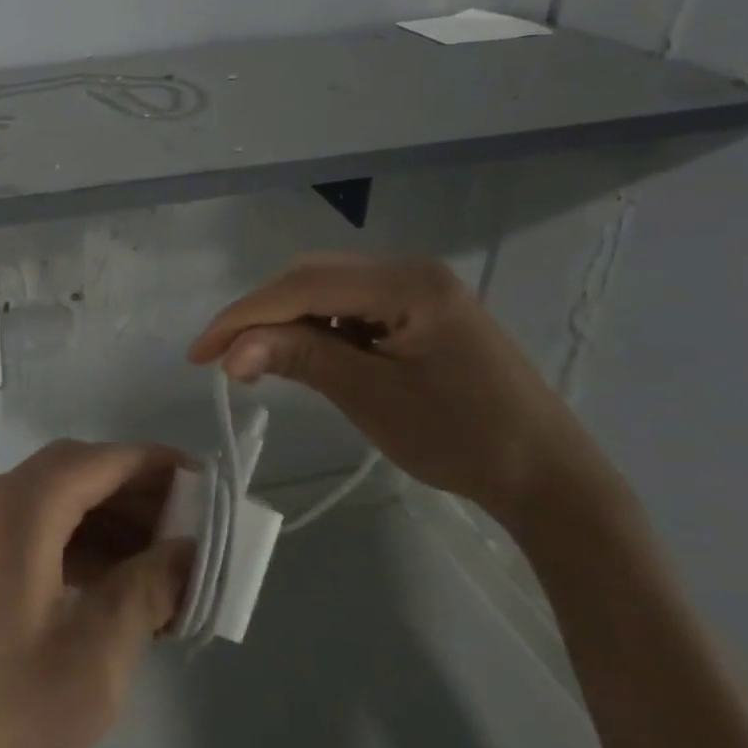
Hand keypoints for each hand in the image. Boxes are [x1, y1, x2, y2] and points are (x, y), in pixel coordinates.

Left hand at [0, 441, 189, 747]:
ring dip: (109, 528)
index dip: (155, 465)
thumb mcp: (93, 656)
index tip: (208, 487)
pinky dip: (80, 555)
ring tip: (164, 569)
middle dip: (136, 496)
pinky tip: (115, 595)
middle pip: (76, 477)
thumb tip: (186, 551)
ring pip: (55, 511)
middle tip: (191, 532)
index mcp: (20, 510)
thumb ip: (145, 590)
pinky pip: (36, 543)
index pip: (99, 460)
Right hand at [187, 254, 610, 524]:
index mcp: (407, 282)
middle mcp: (409, 270)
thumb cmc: (464, 439)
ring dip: (284, 320)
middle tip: (222, 357)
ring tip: (254, 359)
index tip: (198, 353)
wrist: (549, 477)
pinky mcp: (418, 310)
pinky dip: (315, 327)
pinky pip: (349, 306)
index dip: (243, 317)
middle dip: (259, 314)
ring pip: (325, 289)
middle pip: (310, 278)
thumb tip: (231, 351)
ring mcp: (416, 288)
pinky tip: (301, 353)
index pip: (303, 287)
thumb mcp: (372, 397)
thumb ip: (300, 358)